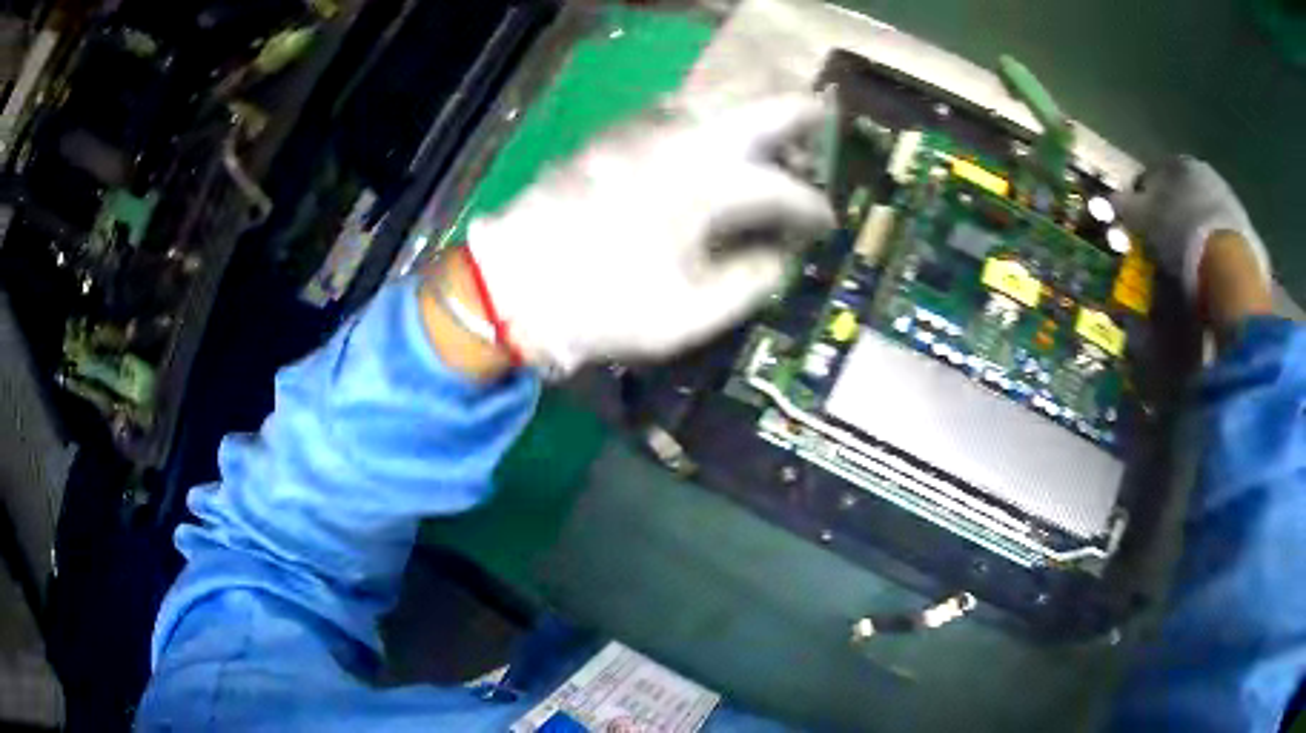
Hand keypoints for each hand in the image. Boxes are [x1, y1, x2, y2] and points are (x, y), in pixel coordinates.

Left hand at [465, 95, 835, 372]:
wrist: (515, 284)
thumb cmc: (606, 304)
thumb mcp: (691, 314)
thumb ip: (749, 280)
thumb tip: (779, 256)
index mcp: (710, 188)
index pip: (783, 190)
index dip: (812, 208)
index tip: (824, 223)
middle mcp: (686, 143)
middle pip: (760, 106)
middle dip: (801, 108)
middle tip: (824, 114)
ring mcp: (647, 130)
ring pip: (717, 94)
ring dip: (755, 100)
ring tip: (774, 118)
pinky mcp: (617, 134)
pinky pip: (678, 105)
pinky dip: (709, 110)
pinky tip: (713, 129)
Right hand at [1116, 156, 1270, 299]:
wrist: (1229, 267)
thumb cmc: (1181, 235)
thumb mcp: (1144, 221)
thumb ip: (1125, 206)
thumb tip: (1109, 200)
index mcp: (1175, 162)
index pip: (1151, 175)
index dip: (1141, 200)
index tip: (1138, 227)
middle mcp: (1203, 171)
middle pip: (1181, 193)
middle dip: (1171, 214)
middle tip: (1164, 246)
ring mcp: (1228, 198)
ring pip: (1202, 212)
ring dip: (1194, 231)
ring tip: (1188, 264)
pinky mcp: (1245, 228)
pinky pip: (1222, 235)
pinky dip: (1214, 248)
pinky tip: (1209, 271)